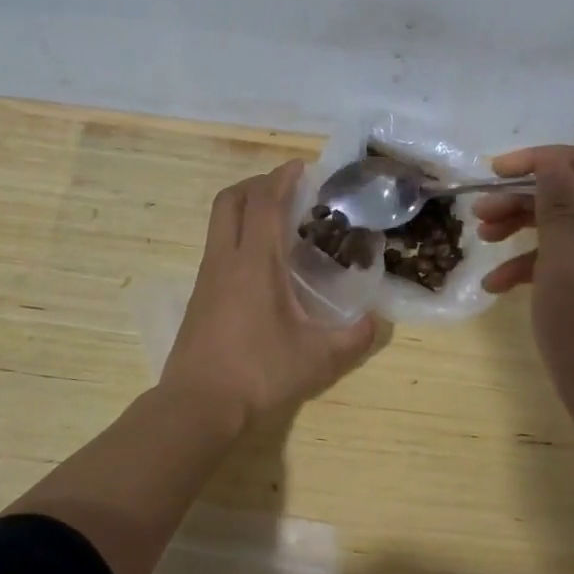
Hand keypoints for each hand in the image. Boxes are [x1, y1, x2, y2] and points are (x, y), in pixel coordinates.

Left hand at [160, 160, 379, 435]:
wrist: (197, 406)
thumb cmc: (258, 373)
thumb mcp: (317, 358)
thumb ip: (353, 338)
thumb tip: (375, 322)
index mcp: (255, 262)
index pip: (265, 202)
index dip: (282, 177)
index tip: (301, 167)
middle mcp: (226, 259)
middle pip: (231, 200)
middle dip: (258, 184)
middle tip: (287, 189)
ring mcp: (207, 277)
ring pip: (219, 222)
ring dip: (245, 209)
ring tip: (279, 223)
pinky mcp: (199, 296)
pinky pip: (218, 247)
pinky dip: (239, 236)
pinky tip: (261, 264)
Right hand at [478, 145, 573, 435]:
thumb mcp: (563, 270)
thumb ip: (558, 211)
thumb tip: (553, 162)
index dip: (542, 160)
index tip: (497, 172)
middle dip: (525, 198)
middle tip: (480, 211)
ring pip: (571, 227)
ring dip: (525, 228)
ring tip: (483, 239)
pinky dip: (538, 265)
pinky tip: (499, 285)